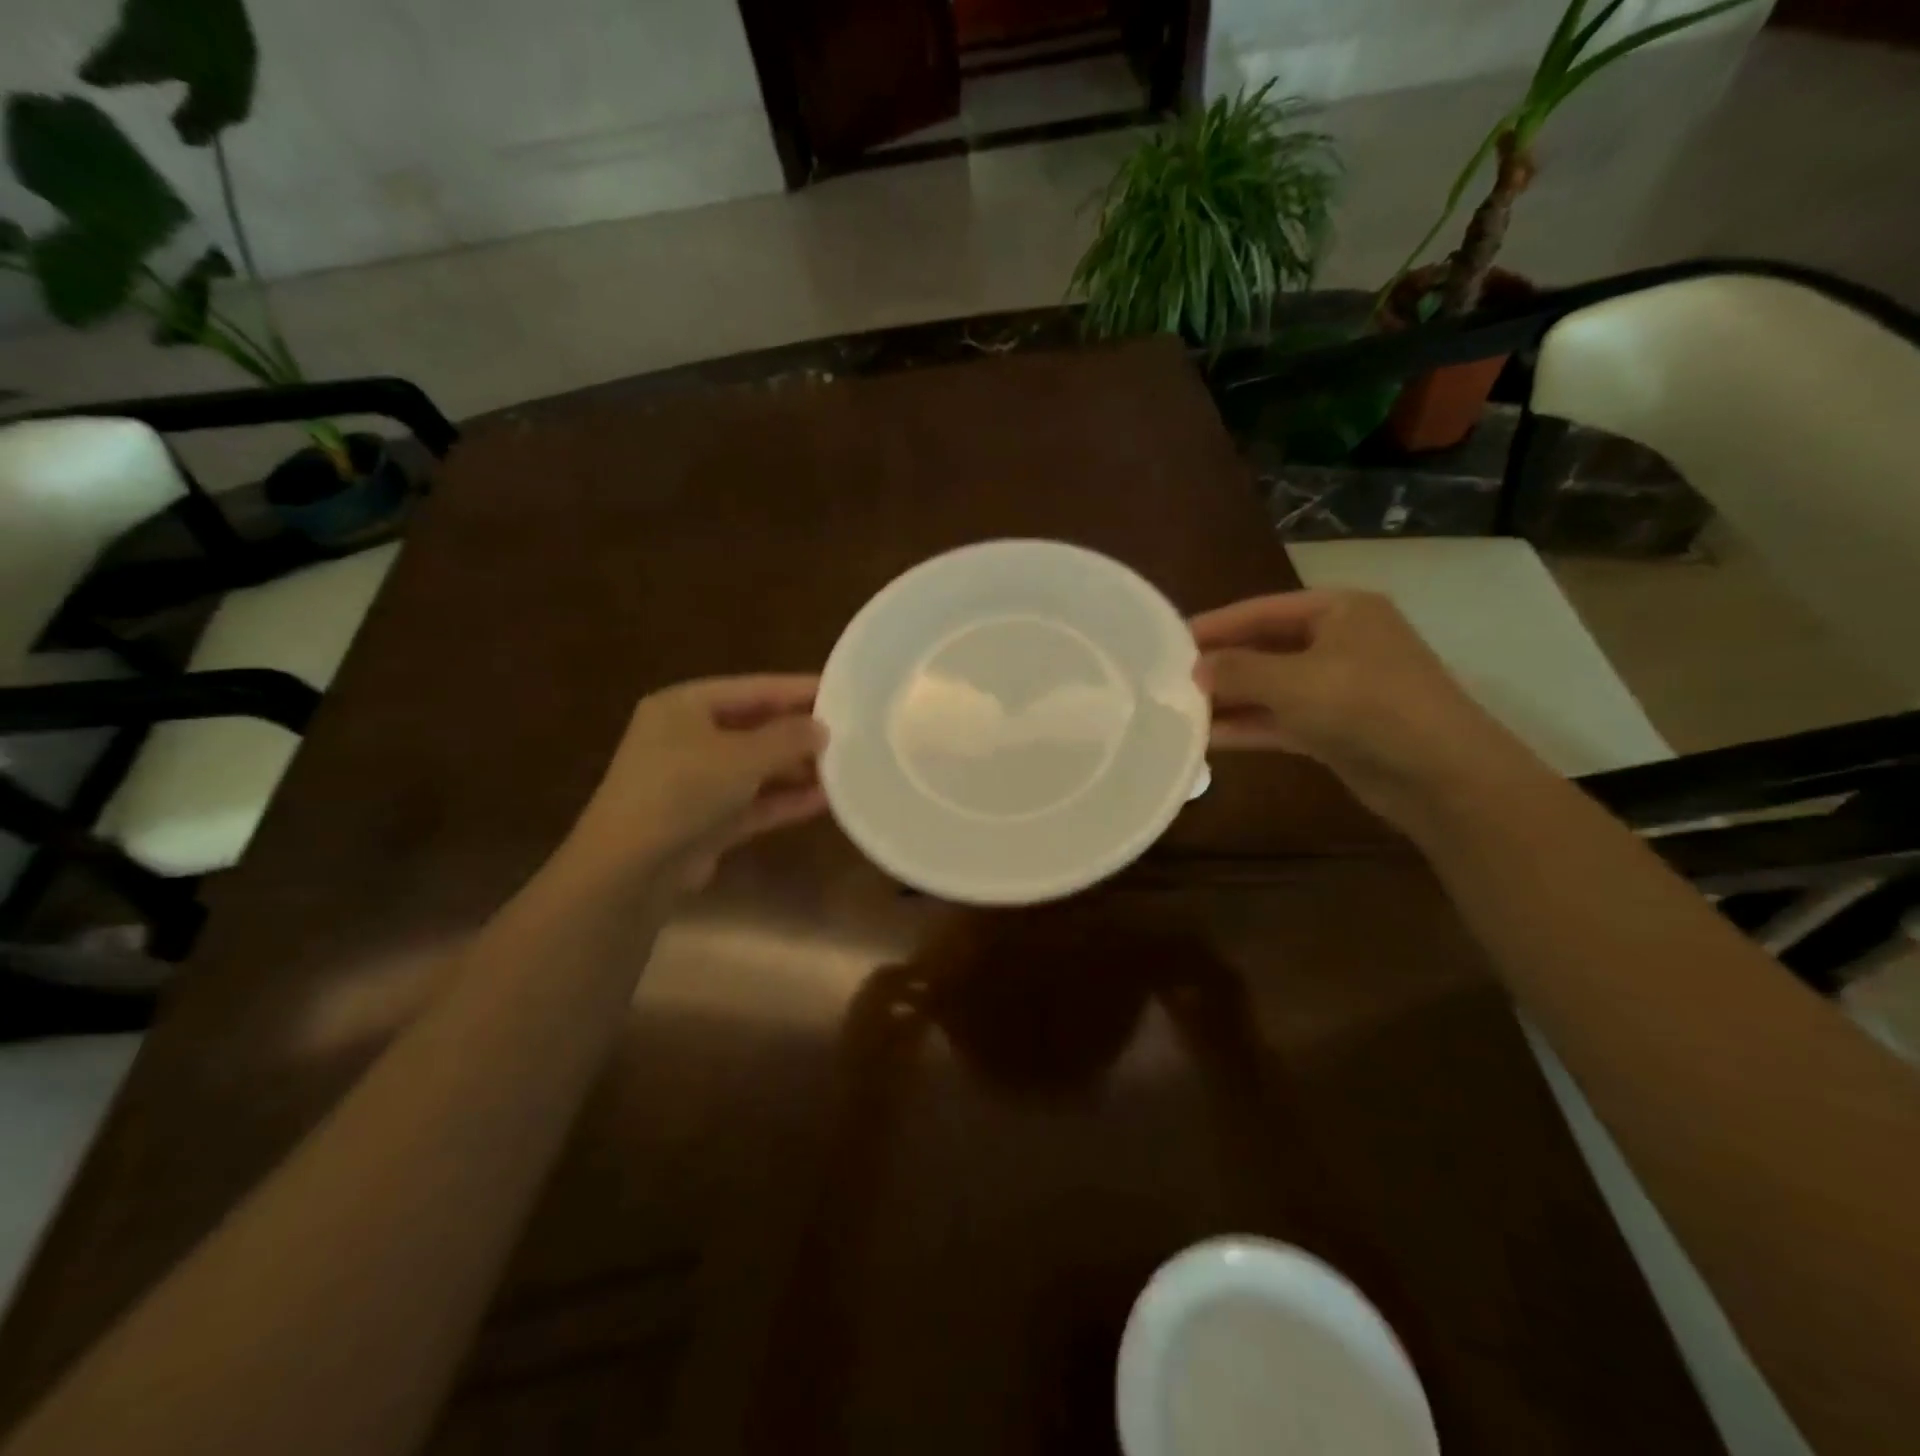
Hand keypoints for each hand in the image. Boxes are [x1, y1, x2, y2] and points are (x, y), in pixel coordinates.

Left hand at [564, 675, 827, 889]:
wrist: (630, 868)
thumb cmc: (682, 790)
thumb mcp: (742, 756)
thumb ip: (787, 738)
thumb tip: (822, 728)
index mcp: (683, 706)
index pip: (751, 688)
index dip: (796, 689)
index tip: (840, 690)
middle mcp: (686, 738)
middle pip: (753, 727)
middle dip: (798, 732)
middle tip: (847, 731)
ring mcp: (694, 782)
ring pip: (755, 768)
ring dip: (795, 769)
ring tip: (843, 766)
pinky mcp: (704, 820)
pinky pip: (752, 802)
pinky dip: (783, 800)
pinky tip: (823, 800)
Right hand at [1191, 589, 1540, 827]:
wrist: (1440, 773)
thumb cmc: (1365, 704)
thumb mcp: (1291, 680)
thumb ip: (1237, 670)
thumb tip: (1196, 669)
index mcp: (1340, 610)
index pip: (1262, 609)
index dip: (1215, 624)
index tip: (1169, 639)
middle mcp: (1341, 642)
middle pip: (1266, 647)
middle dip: (1221, 664)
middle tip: (1170, 678)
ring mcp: (1341, 688)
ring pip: (1272, 688)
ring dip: (1230, 699)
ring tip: (1180, 709)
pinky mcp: (1337, 728)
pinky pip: (1282, 719)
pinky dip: (1250, 726)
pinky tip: (1208, 737)